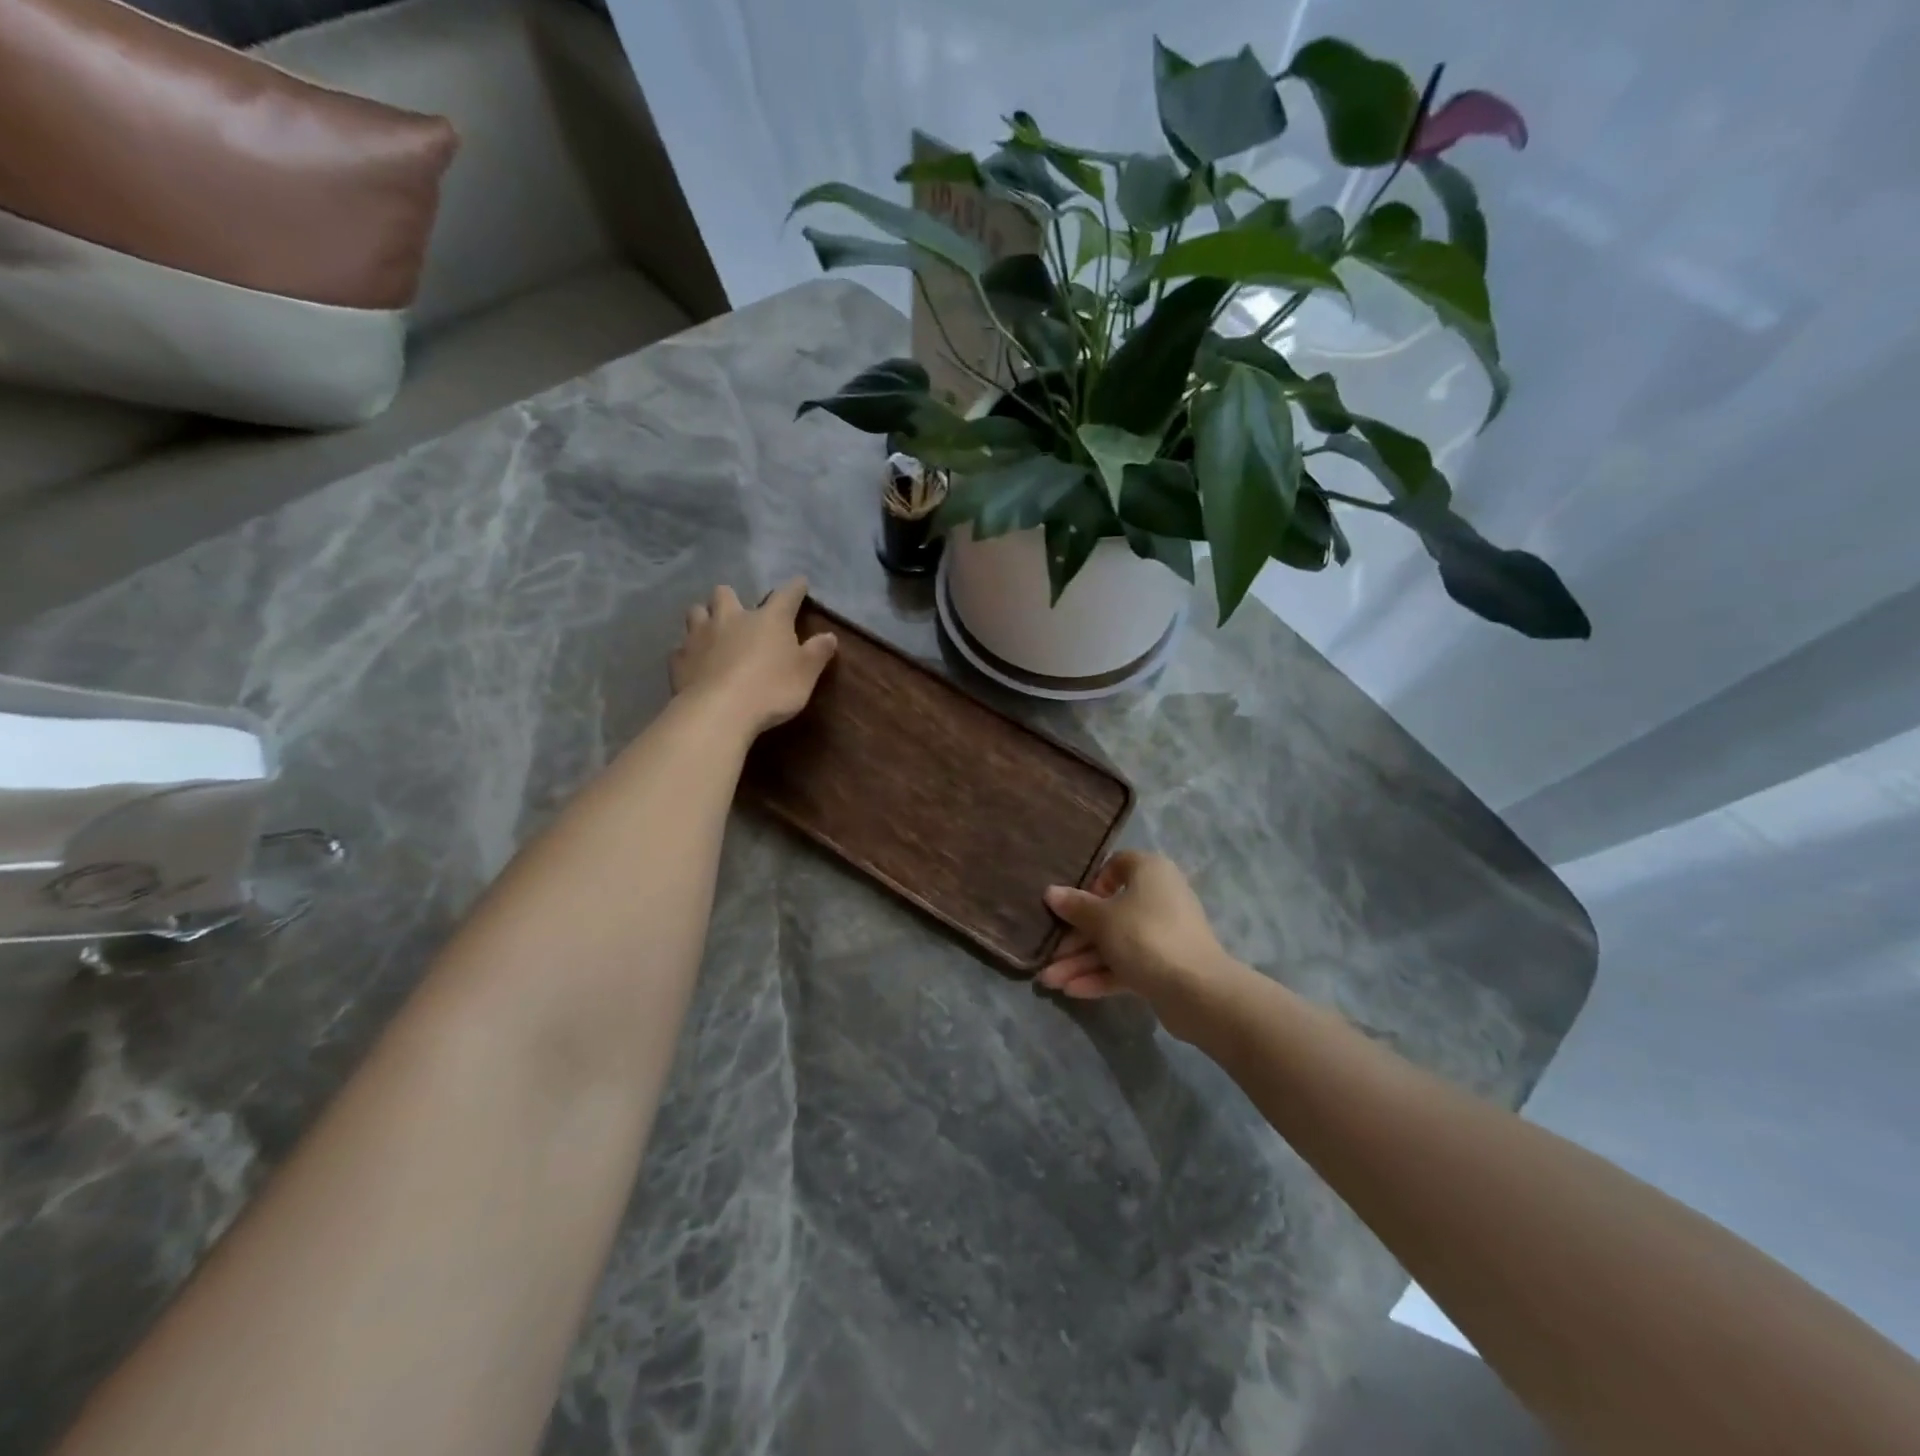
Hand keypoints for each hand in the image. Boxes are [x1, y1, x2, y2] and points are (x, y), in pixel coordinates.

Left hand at [669, 578, 837, 735]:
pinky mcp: (679, 659)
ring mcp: (700, 636)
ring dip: (704, 618)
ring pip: (696, 612)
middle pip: (725, 594)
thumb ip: (817, 653)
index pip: (786, 595)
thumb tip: (829, 636)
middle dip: (731, 599)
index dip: (795, 588)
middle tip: (738, 614)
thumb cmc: (771, 689)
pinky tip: (695, 664)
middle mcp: (731, 619)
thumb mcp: (806, 674)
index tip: (800, 583)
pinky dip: (689, 653)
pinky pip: (681, 648)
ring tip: (711, 632)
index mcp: (768, 619)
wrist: (719, 712)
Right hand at [1038, 851, 1237, 1040]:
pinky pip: (1127, 964)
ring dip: (1082, 961)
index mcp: (1150, 872)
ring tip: (1049, 981)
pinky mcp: (1165, 966)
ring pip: (1115, 943)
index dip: (1091, 884)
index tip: (1072, 905)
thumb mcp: (1102, 919)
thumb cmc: (1145, 936)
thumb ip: (1075, 906)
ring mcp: (1163, 934)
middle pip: (1109, 912)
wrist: (1197, 991)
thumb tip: (1051, 892)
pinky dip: (1101, 975)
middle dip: (1075, 937)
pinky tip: (1072, 990)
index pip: (1116, 865)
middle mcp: (1159, 897)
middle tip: (1048, 954)